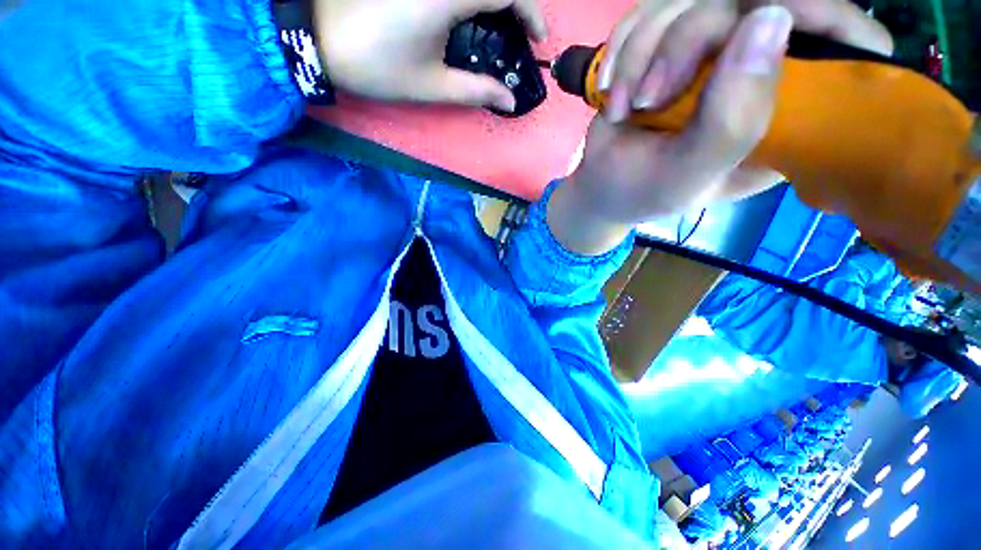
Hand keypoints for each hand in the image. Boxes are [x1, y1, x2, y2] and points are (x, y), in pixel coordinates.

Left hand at [313, 0, 546, 111]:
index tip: (537, 37)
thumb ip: (476, 91)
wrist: (320, 40)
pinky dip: (471, 2)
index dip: (530, 11)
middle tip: (519, 30)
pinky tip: (466, 18)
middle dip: (515, 4)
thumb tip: (509, 101)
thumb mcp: (433, 85)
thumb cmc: (379, 67)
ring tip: (498, 25)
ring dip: (493, 2)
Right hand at [548, 0, 892, 255]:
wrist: (600, 186)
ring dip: (641, 55)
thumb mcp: (688, 175)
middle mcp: (758, 70)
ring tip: (623, 108)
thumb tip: (771, 18)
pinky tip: (611, 91)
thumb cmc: (643, 192)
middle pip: (748, 1)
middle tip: (649, 98)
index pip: (842, 47)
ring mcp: (712, 49)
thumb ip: (732, 120)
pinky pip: (648, 10)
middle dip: (685, 43)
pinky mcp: (670, 41)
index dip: (827, 20)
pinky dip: (622, 51)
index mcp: (787, 116)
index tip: (777, 18)